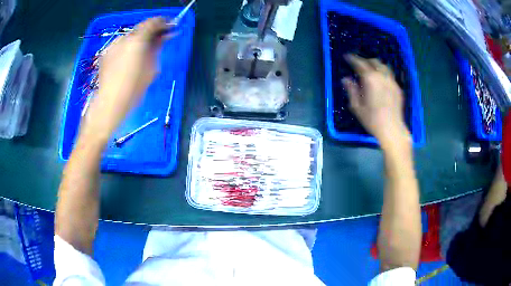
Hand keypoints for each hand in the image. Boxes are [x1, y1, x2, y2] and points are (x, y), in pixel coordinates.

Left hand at [81, 17, 170, 141]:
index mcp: (137, 41)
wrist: (109, 104)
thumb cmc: (133, 89)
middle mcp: (123, 39)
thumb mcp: (151, 68)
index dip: (163, 23)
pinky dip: (128, 47)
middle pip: (141, 28)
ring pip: (130, 36)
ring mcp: (112, 45)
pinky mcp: (105, 54)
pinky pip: (120, 45)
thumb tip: (165, 36)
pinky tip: (129, 59)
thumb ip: (157, 47)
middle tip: (159, 39)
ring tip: (143, 52)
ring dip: (139, 40)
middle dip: (151, 32)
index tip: (171, 27)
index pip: (153, 22)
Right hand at [342, 55, 410, 149]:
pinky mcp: (398, 88)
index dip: (352, 58)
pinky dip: (384, 73)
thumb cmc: (372, 120)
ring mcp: (392, 82)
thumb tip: (345, 79)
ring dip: (376, 65)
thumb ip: (351, 90)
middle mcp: (382, 76)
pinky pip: (390, 75)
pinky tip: (381, 80)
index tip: (347, 57)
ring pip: (384, 66)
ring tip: (371, 69)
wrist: (392, 129)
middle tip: (359, 64)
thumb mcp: (357, 107)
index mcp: (370, 79)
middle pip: (374, 61)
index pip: (360, 63)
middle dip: (365, 60)